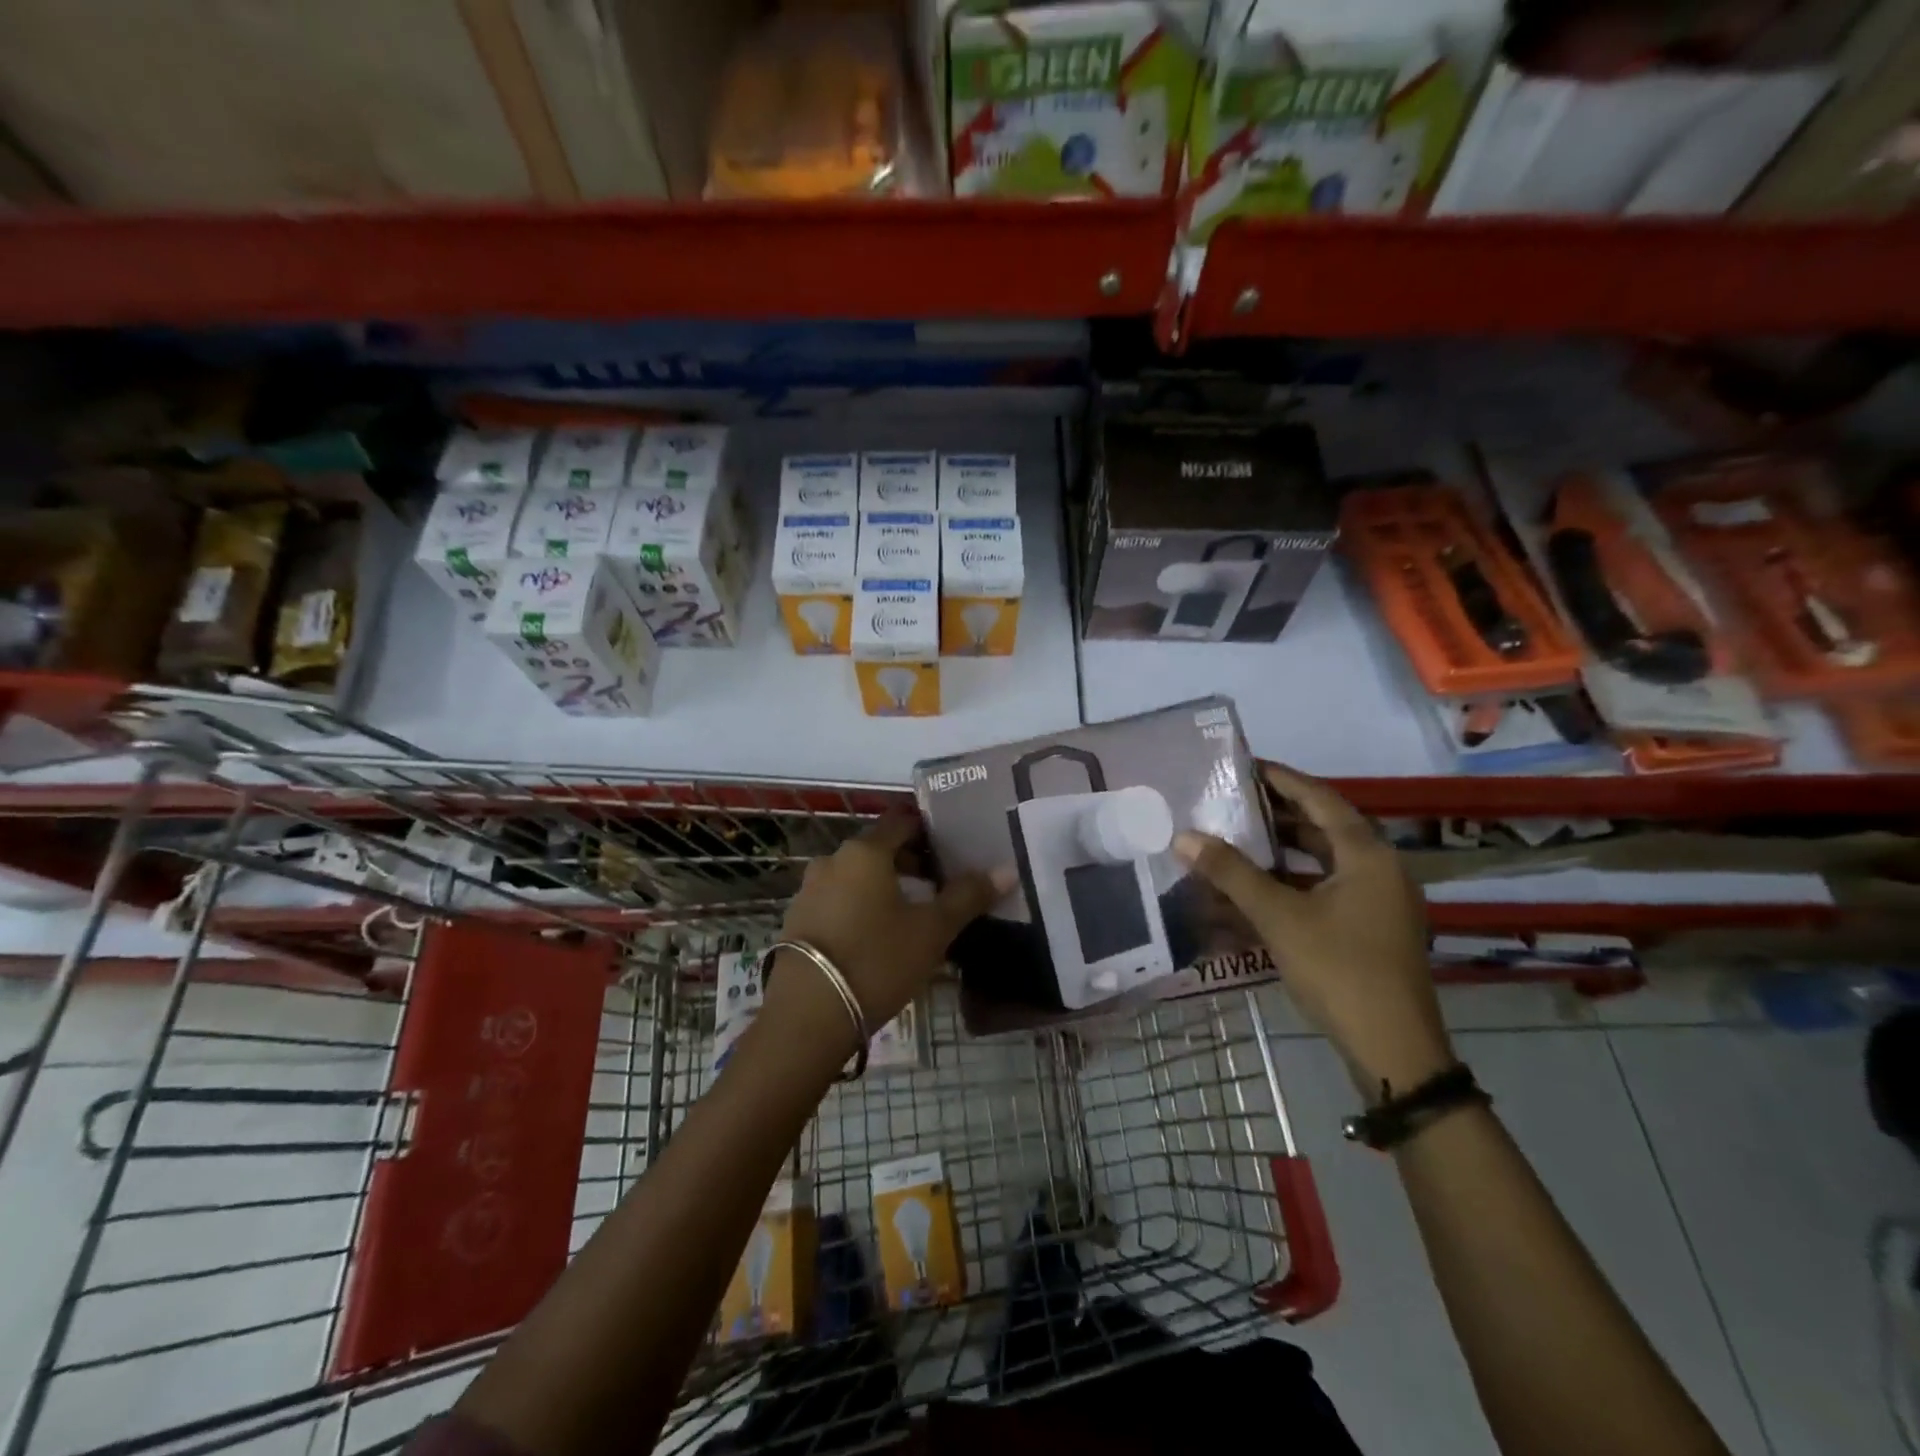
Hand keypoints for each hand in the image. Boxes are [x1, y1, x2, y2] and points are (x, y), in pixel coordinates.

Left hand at [775, 813, 1004, 1035]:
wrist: (808, 1015)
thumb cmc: (877, 960)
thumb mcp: (931, 931)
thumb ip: (967, 897)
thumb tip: (1006, 868)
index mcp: (866, 852)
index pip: (901, 822)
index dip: (928, 831)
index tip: (950, 850)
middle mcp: (832, 861)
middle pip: (878, 850)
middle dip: (908, 864)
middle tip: (937, 889)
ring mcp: (809, 890)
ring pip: (855, 877)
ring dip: (882, 888)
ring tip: (908, 917)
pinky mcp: (797, 920)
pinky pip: (837, 901)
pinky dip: (858, 908)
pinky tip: (874, 938)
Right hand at [1173, 763, 1452, 1098]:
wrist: (1394, 1050)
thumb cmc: (1339, 970)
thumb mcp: (1278, 917)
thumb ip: (1231, 873)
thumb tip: (1184, 836)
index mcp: (1367, 854)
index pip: (1319, 798)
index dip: (1280, 779)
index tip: (1243, 766)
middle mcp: (1380, 869)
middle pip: (1323, 827)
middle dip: (1277, 814)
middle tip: (1232, 802)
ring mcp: (1379, 901)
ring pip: (1325, 861)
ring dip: (1283, 850)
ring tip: (1238, 839)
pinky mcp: (1372, 929)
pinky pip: (1328, 890)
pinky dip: (1294, 883)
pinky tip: (1258, 890)